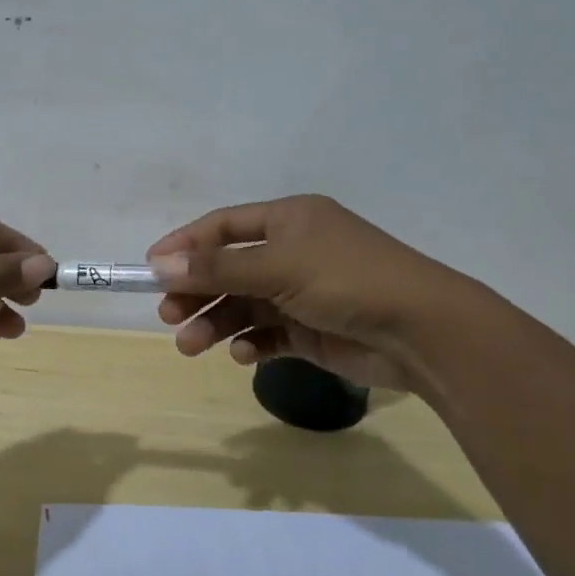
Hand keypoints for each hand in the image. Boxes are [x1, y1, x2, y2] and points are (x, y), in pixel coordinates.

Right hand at [147, 195, 470, 394]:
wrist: (424, 332)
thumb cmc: (347, 280)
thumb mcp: (278, 267)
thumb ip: (217, 269)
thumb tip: (159, 265)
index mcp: (289, 220)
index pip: (224, 227)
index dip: (185, 245)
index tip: (150, 268)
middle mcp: (293, 252)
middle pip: (229, 269)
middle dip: (197, 292)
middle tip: (168, 315)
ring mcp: (302, 293)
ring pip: (244, 306)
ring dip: (216, 323)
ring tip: (190, 345)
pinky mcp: (312, 330)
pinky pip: (268, 334)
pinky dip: (251, 343)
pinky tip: (244, 355)